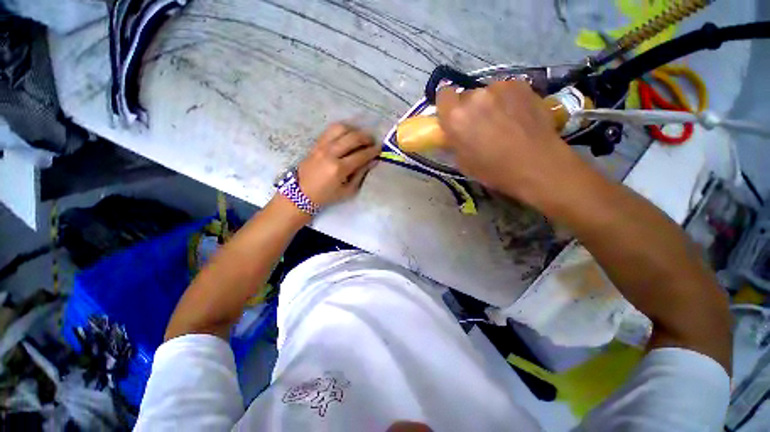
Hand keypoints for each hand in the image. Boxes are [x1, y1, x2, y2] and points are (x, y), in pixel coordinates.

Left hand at [297, 123, 379, 206]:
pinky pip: (331, 129)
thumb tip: (373, 161)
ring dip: (354, 130)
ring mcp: (322, 146)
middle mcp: (330, 153)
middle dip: (366, 138)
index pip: (361, 155)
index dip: (373, 151)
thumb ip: (361, 174)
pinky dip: (343, 129)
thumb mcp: (348, 190)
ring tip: (360, 136)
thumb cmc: (327, 195)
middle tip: (373, 142)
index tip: (380, 149)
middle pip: (353, 137)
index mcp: (339, 169)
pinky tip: (348, 134)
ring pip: (341, 128)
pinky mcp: (316, 143)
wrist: (301, 193)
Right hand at [436, 80, 582, 204]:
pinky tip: (517, 115)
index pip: (443, 95)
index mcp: (456, 117)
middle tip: (480, 125)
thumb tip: (452, 133)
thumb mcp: (462, 162)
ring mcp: (500, 87)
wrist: (536, 164)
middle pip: (466, 95)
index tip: (454, 117)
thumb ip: (453, 141)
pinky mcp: (521, 85)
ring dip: (490, 103)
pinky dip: (507, 100)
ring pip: (487, 92)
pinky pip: (506, 90)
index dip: (448, 106)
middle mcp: (474, 96)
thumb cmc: (493, 170)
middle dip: (470, 108)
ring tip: (503, 121)